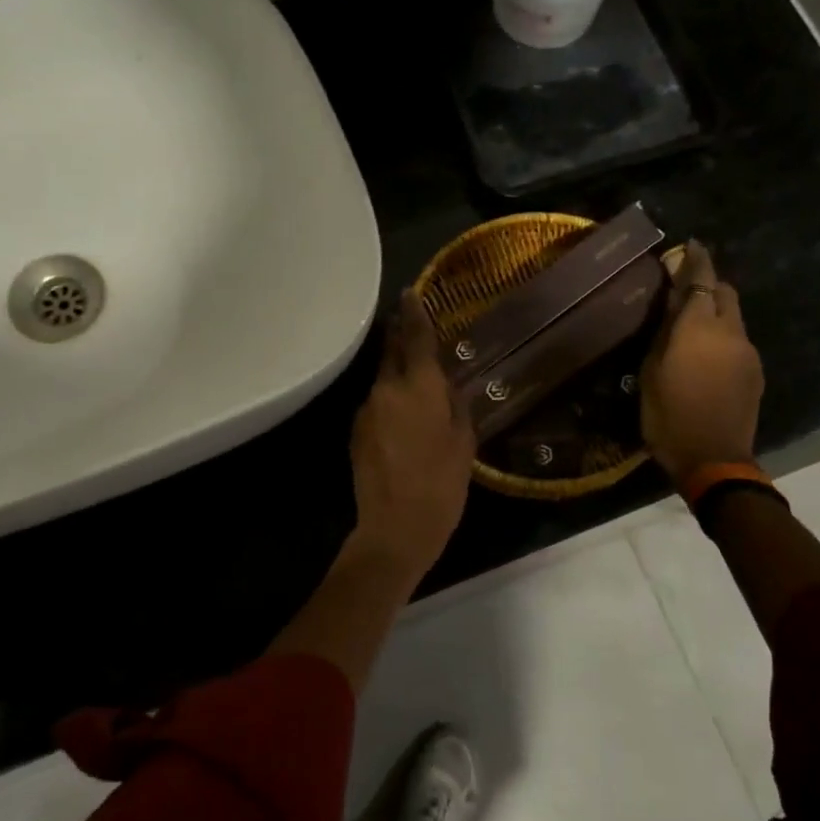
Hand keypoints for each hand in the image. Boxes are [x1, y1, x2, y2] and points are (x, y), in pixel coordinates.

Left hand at [348, 291, 476, 580]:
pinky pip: (376, 405)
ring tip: (416, 383)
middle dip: (400, 335)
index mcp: (418, 388)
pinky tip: (402, 420)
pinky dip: (389, 403)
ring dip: (397, 375)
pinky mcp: (355, 432)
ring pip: (383, 381)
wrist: (394, 528)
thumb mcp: (464, 444)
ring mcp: (366, 411)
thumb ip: (457, 407)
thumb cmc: (441, 485)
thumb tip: (450, 387)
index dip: (414, 312)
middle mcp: (386, 390)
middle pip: (392, 352)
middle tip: (409, 322)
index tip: (410, 292)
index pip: (416, 338)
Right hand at [640, 240, 764, 484]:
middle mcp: (730, 332)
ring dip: (715, 313)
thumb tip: (672, 302)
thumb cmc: (668, 416)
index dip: (696, 259)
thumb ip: (664, 332)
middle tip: (685, 289)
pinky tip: (706, 356)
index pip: (701, 280)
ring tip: (692, 327)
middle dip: (708, 284)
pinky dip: (723, 337)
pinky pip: (738, 341)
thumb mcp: (651, 372)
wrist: (713, 459)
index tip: (691, 244)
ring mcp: (748, 352)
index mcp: (699, 328)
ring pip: (733, 317)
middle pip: (724, 292)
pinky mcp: (755, 372)